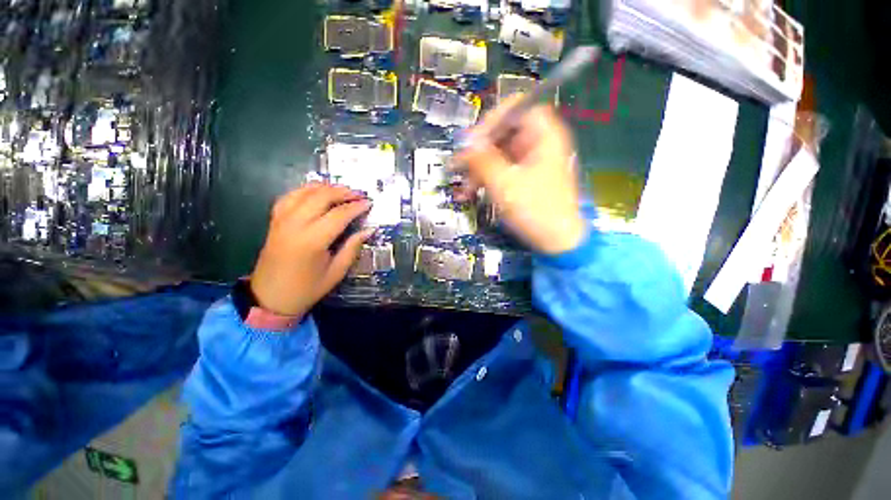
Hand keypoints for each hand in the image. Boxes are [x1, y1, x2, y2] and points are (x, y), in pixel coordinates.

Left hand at [250, 183, 373, 317]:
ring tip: (343, 190)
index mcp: (312, 241)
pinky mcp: (274, 221)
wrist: (270, 297)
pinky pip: (290, 196)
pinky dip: (306, 190)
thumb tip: (369, 230)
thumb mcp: (336, 272)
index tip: (369, 203)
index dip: (356, 207)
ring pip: (304, 192)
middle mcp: (295, 224)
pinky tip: (317, 192)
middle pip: (321, 196)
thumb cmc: (307, 289)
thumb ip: (352, 247)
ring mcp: (281, 220)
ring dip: (326, 187)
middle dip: (343, 192)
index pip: (339, 215)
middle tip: (359, 194)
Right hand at [457, 98, 584, 254]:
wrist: (557, 241)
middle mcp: (539, 143)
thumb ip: (482, 160)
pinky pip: (502, 170)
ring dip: (478, 169)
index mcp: (544, 135)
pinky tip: (471, 193)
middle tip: (460, 167)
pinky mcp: (525, 177)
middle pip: (504, 133)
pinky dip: (486, 179)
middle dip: (479, 151)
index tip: (472, 141)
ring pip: (499, 154)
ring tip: (464, 188)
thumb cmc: (536, 210)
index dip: (492, 120)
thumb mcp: (504, 184)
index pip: (516, 107)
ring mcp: (532, 161)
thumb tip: (464, 143)